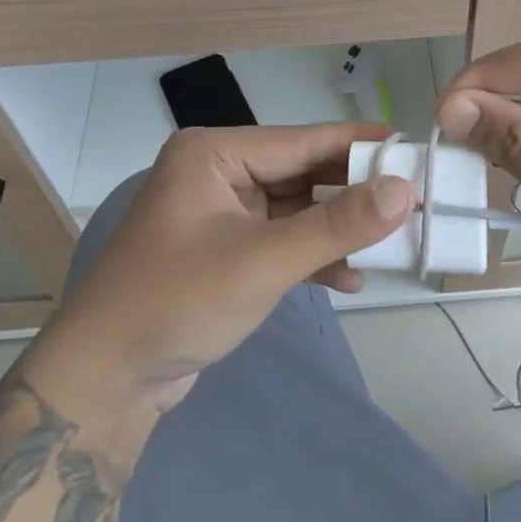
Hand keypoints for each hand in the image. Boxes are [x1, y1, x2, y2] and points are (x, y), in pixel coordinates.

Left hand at [38, 123, 412, 466]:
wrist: (106, 381)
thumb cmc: (178, 302)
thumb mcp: (263, 261)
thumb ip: (336, 225)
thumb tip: (405, 191)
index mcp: (214, 154)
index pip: (302, 140)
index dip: (360, 146)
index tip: (414, 148)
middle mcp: (217, 173)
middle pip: (301, 173)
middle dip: (353, 192)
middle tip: (414, 199)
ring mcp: (220, 214)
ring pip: (295, 209)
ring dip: (336, 228)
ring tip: (392, 241)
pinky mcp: (225, 251)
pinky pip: (280, 240)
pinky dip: (312, 256)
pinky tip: (350, 277)